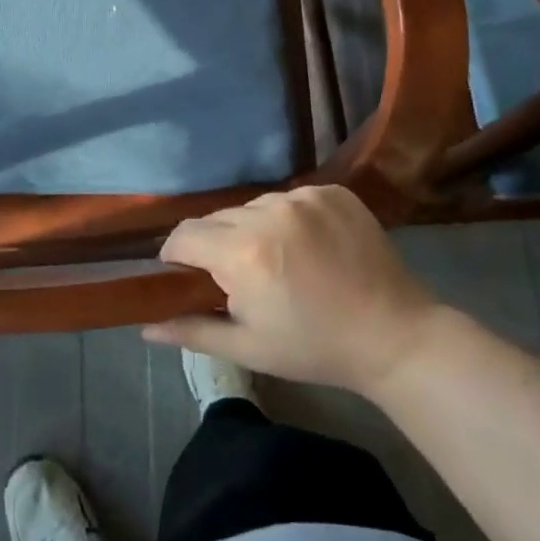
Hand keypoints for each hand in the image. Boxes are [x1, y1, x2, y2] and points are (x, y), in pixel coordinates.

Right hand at [144, 185, 437, 397]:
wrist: (394, 334)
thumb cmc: (314, 348)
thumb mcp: (248, 347)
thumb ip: (191, 331)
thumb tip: (145, 328)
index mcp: (243, 253)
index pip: (184, 236)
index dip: (177, 256)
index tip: (187, 276)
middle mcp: (269, 212)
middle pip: (218, 218)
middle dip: (216, 245)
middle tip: (237, 277)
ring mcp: (305, 197)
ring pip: (254, 206)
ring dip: (252, 229)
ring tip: (276, 261)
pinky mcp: (333, 191)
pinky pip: (291, 198)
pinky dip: (288, 218)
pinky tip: (307, 246)